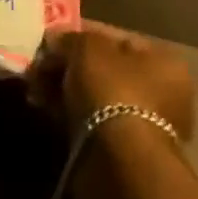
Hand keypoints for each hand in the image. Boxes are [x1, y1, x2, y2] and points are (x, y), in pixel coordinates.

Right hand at [34, 21, 196, 141]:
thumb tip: (54, 41)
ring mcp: (142, 125)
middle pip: (104, 69)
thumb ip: (70, 38)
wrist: (118, 164)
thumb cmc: (112, 91)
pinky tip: (42, 107)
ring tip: (34, 87)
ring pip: (94, 97)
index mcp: (164, 61)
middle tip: (38, 65)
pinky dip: (66, 114)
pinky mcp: (121, 153)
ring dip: (64, 89)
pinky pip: (89, 122)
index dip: (80, 34)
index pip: (116, 38)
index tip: (51, 39)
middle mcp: (161, 92)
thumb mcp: (87, 48)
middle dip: (69, 65)